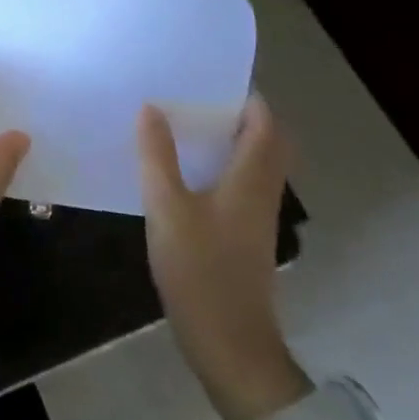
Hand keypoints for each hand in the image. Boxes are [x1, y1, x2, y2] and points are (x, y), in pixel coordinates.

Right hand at [138, 94, 309, 419]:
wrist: (228, 343)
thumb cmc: (199, 270)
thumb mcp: (167, 208)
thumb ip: (157, 157)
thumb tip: (151, 108)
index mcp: (250, 180)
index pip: (265, 125)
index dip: (249, 98)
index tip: (215, 77)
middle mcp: (261, 193)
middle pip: (267, 143)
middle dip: (241, 116)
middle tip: (199, 97)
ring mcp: (255, 218)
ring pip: (255, 165)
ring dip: (232, 140)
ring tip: (187, 124)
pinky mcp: (243, 237)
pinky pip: (241, 185)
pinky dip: (223, 166)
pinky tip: (186, 171)